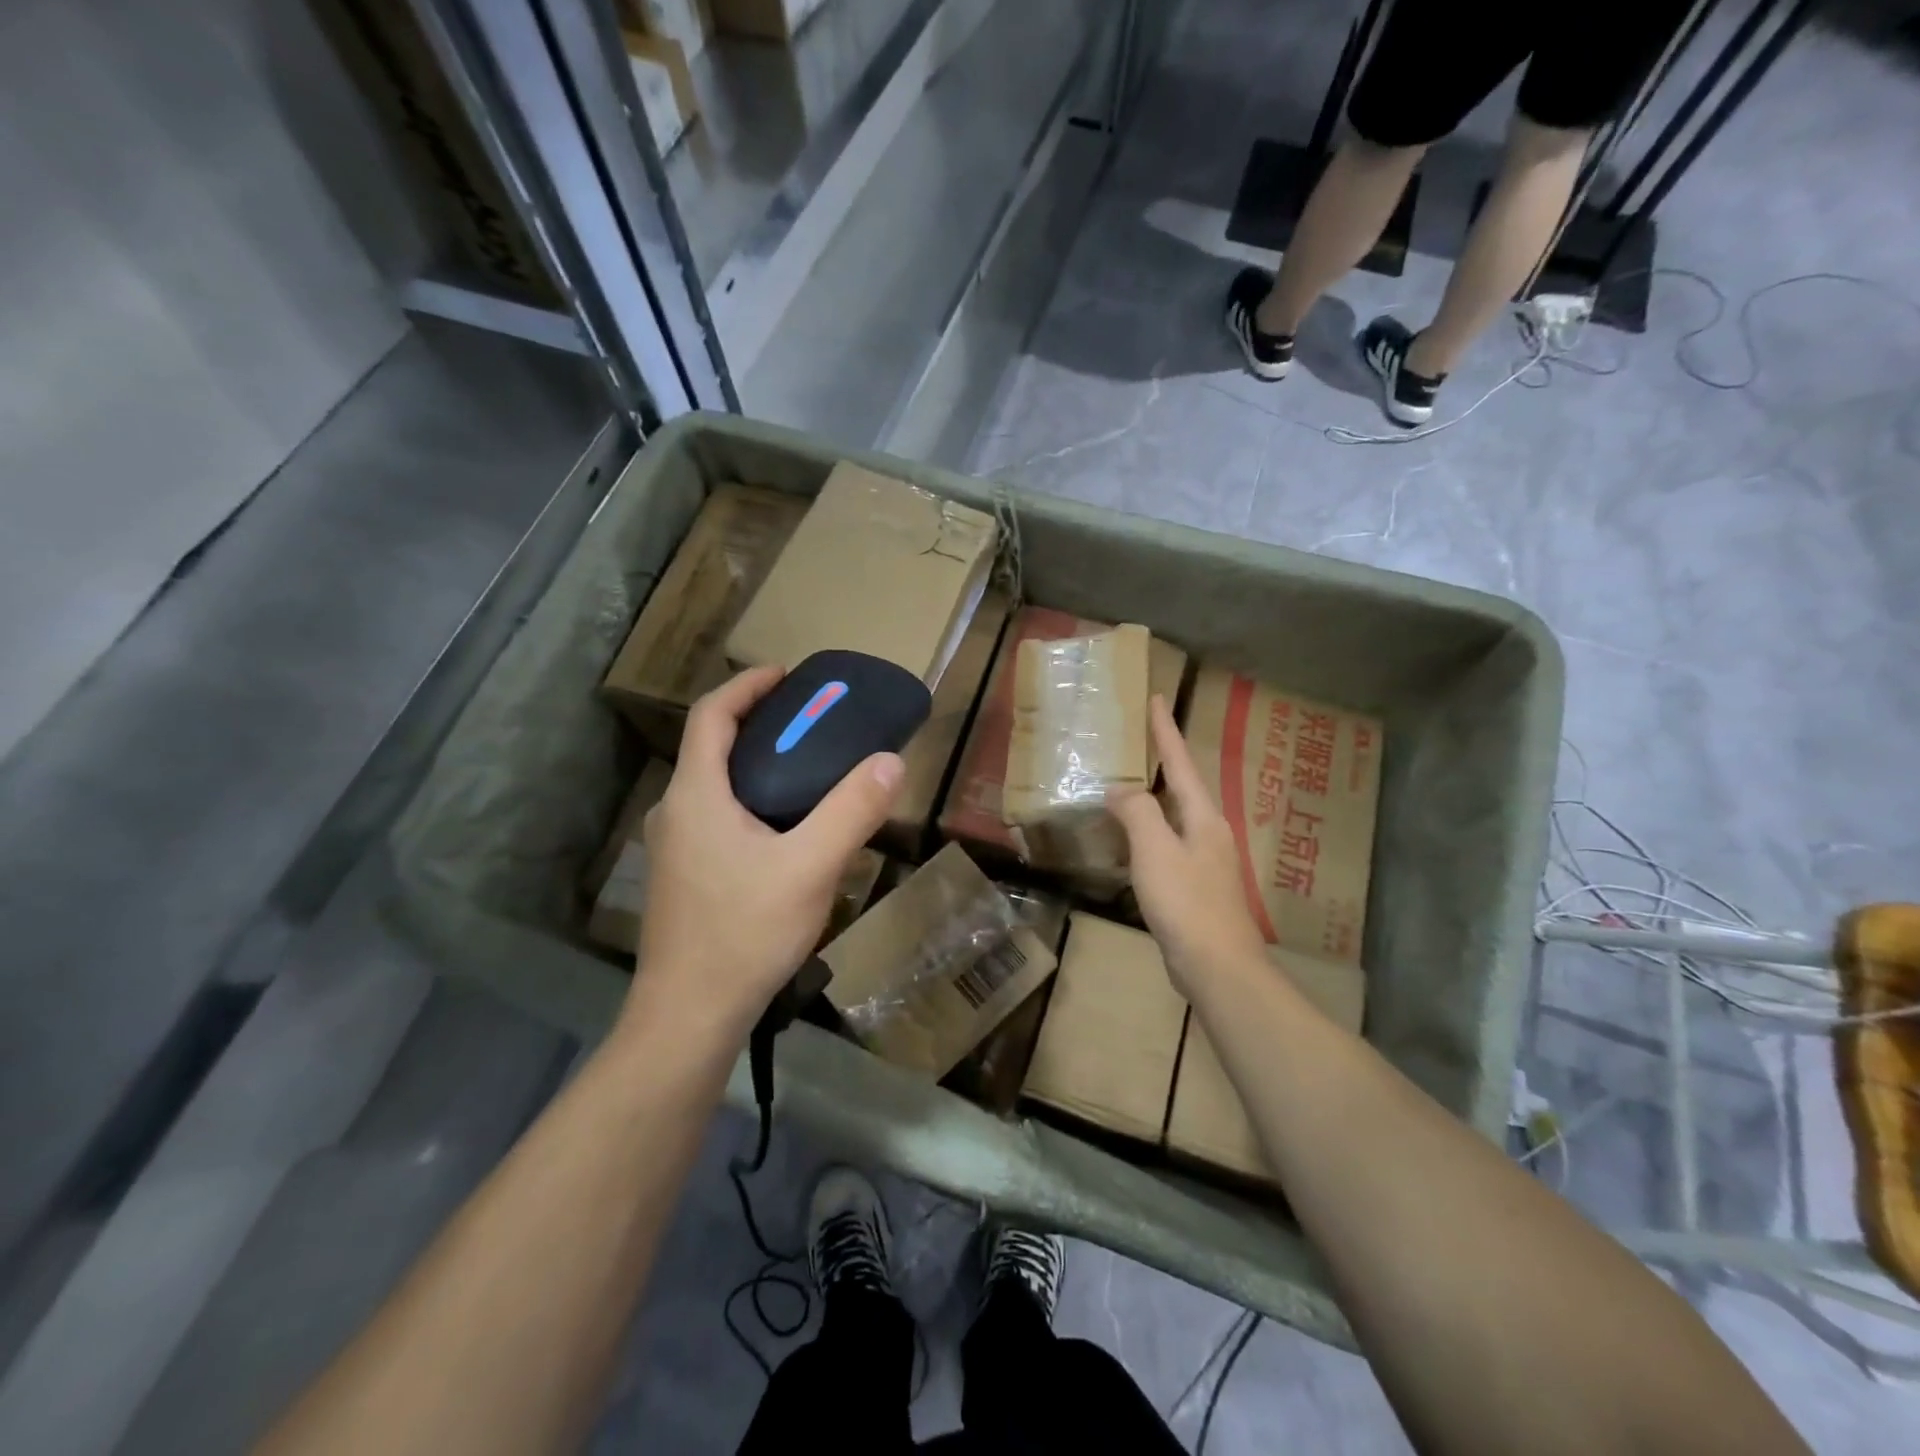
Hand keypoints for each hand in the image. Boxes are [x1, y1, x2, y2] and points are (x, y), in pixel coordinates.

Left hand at [626, 666, 902, 1042]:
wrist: (689, 1015)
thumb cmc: (745, 932)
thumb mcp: (810, 868)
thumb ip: (851, 811)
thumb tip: (890, 761)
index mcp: (695, 794)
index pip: (712, 714)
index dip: (748, 686)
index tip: (788, 675)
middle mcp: (675, 811)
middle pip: (712, 746)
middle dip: (760, 724)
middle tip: (812, 723)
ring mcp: (674, 847)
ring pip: (715, 785)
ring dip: (756, 765)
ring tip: (808, 771)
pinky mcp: (683, 876)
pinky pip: (716, 816)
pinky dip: (750, 800)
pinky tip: (787, 831)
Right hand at [1109, 695, 1267, 995]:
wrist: (1218, 967)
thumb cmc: (1186, 903)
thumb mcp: (1155, 850)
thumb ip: (1137, 812)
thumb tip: (1121, 790)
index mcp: (1203, 817)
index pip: (1181, 762)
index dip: (1166, 730)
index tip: (1157, 697)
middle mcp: (1210, 832)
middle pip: (1183, 786)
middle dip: (1163, 761)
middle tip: (1140, 738)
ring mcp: (1206, 861)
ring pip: (1175, 816)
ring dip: (1154, 796)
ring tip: (1131, 782)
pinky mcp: (1196, 887)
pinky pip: (1168, 844)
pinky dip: (1148, 830)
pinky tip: (1133, 840)